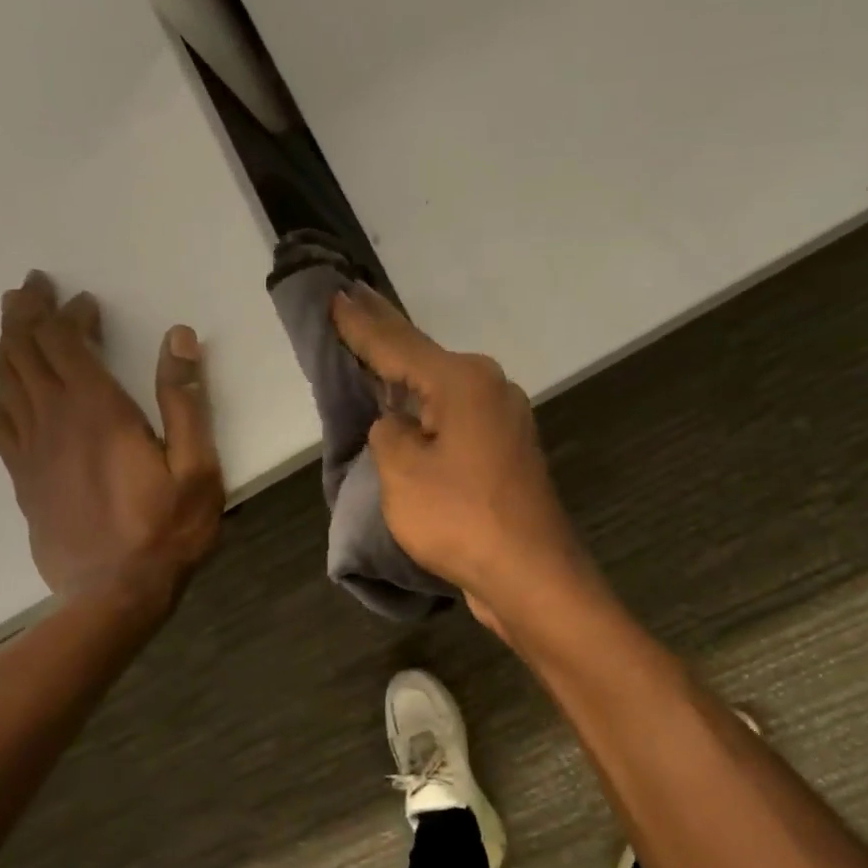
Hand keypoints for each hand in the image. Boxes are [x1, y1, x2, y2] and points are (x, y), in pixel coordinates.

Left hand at [0, 271, 222, 602]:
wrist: (114, 595)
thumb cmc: (166, 530)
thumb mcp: (196, 466)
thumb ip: (185, 400)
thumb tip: (178, 337)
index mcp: (97, 411)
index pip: (64, 343)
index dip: (66, 314)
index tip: (81, 299)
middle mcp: (54, 421)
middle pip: (24, 352)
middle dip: (25, 314)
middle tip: (30, 288)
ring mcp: (31, 451)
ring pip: (5, 381)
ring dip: (7, 345)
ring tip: (13, 321)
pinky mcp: (22, 479)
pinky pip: (0, 422)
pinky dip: (1, 392)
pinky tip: (7, 389)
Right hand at [330, 284, 592, 630]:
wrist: (531, 574)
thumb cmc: (461, 518)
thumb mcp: (403, 472)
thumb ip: (389, 433)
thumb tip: (399, 425)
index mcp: (463, 381)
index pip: (398, 343)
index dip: (361, 323)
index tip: (337, 293)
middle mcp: (490, 389)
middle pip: (424, 358)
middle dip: (386, 336)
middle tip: (353, 303)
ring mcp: (503, 421)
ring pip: (442, 389)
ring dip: (408, 376)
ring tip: (375, 354)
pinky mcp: (506, 453)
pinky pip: (456, 419)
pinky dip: (429, 412)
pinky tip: (411, 411)